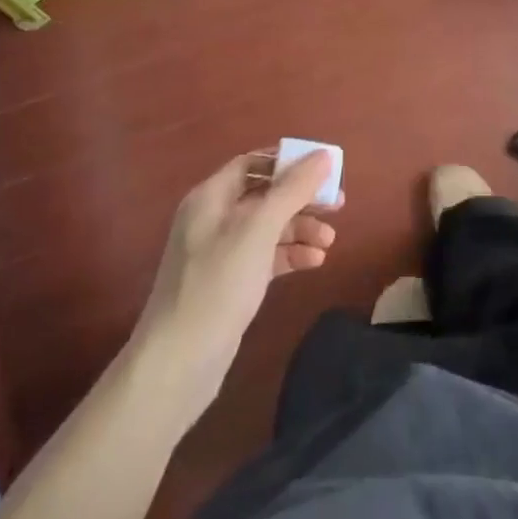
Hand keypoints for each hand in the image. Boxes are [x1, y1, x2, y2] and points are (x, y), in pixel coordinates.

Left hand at [132, 149, 340, 420]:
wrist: (179, 362)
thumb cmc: (218, 284)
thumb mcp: (258, 230)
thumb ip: (292, 190)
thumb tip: (323, 155)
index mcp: (211, 197)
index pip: (252, 163)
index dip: (287, 162)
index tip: (323, 168)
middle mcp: (213, 218)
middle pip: (265, 195)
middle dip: (301, 198)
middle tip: (338, 204)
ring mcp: (221, 253)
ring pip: (268, 227)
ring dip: (300, 228)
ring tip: (330, 241)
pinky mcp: (230, 283)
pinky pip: (266, 256)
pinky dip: (290, 255)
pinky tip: (315, 262)